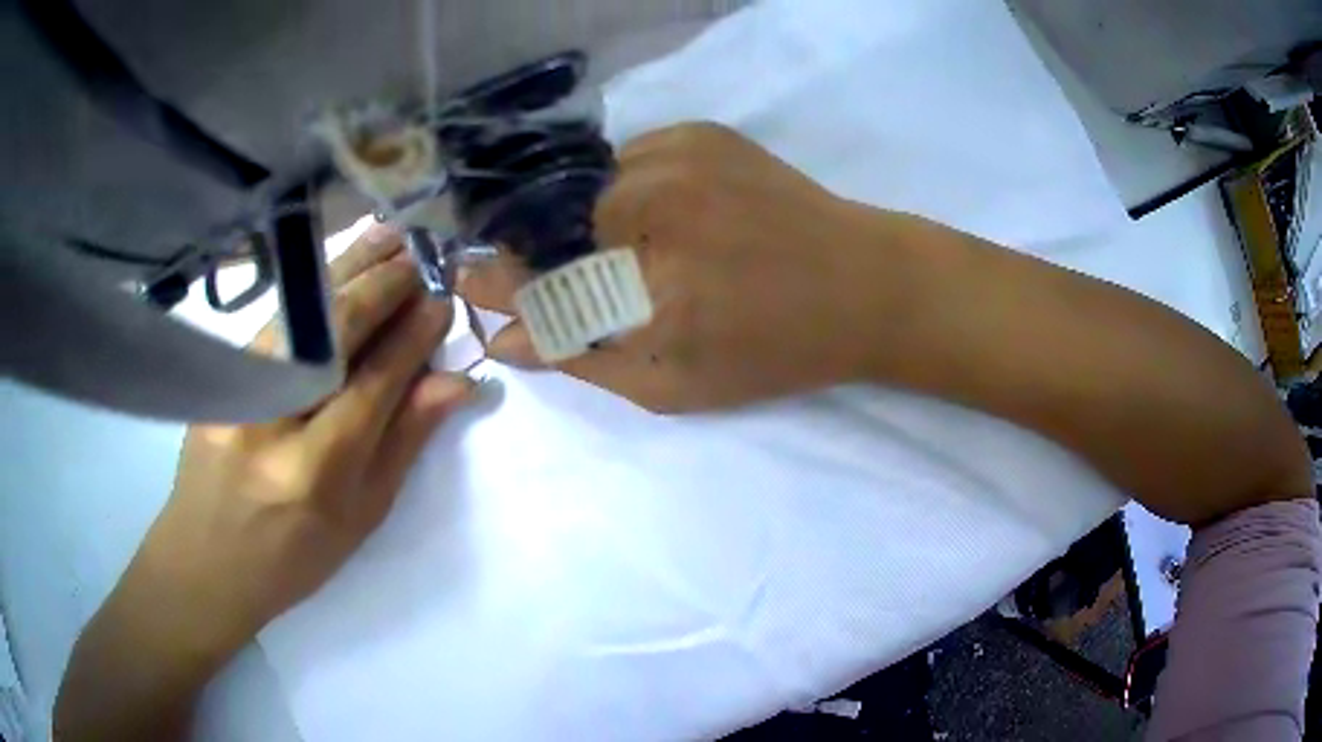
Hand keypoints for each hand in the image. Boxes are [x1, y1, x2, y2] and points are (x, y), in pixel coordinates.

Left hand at [139, 228, 474, 653]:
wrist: (207, 560)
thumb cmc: (293, 556)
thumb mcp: (361, 518)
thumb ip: (403, 443)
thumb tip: (453, 383)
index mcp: (316, 473)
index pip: (373, 384)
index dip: (411, 338)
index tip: (442, 301)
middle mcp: (271, 422)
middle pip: (333, 336)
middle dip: (382, 287)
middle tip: (421, 255)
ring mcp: (236, 392)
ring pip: (301, 315)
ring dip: (349, 269)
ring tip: (389, 236)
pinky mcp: (217, 378)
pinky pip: (275, 321)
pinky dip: (313, 288)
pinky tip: (338, 266)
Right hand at [461, 122, 904, 412]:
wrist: (862, 284)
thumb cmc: (774, 351)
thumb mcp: (675, 385)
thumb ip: (583, 360)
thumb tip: (504, 336)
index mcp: (653, 295)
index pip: (539, 285)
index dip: (497, 281)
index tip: (466, 276)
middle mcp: (657, 213)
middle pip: (559, 227)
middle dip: (563, 253)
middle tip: (610, 274)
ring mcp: (682, 161)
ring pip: (594, 187)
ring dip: (603, 219)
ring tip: (657, 245)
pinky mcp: (703, 133)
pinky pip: (633, 158)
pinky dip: (637, 185)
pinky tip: (682, 213)